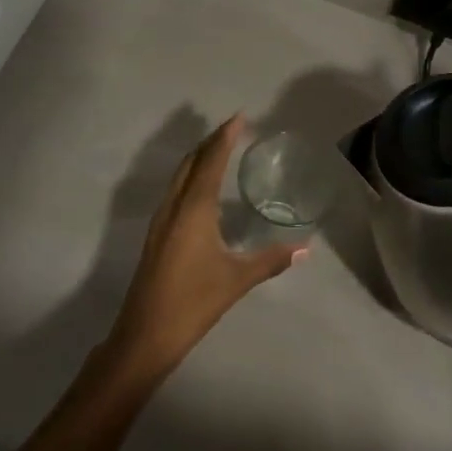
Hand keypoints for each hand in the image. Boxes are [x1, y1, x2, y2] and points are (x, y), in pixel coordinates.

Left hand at [105, 116, 307, 373]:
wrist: (146, 333)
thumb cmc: (194, 302)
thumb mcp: (237, 280)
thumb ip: (271, 260)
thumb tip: (305, 248)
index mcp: (193, 209)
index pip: (211, 162)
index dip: (224, 137)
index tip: (239, 117)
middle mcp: (174, 206)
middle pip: (191, 162)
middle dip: (210, 142)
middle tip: (232, 128)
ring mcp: (160, 220)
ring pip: (179, 176)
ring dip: (197, 158)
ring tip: (218, 149)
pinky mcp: (155, 235)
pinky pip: (174, 192)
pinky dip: (189, 177)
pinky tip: (200, 191)